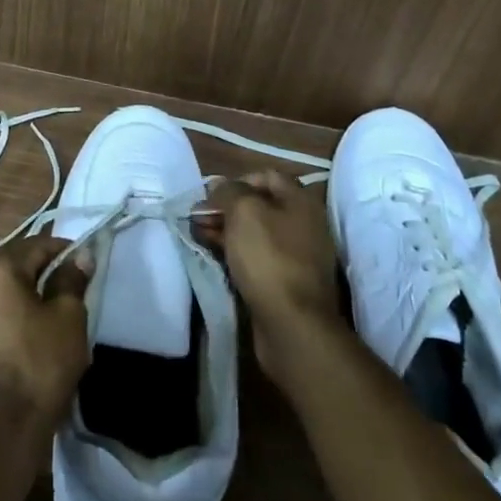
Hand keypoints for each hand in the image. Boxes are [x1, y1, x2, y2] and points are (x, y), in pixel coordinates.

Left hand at [0, 234, 91, 435]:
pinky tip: (17, 352)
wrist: (2, 432)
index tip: (82, 265)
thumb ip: (72, 280)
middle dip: (39, 279)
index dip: (63, 252)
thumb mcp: (69, 318)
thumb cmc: (41, 364)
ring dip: (16, 307)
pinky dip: (1, 332)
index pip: (36, 246)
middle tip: (66, 297)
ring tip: (41, 328)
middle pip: (12, 273)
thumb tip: (79, 257)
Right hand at [196, 171, 345, 389]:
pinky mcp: (286, 281)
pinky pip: (257, 257)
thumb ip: (229, 191)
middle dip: (226, 208)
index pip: (265, 176)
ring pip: (255, 233)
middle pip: (259, 205)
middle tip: (197, 218)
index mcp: (300, 201)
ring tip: (199, 235)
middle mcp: (303, 224)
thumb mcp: (244, 212)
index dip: (235, 181)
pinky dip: (235, 253)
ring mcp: (296, 255)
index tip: (209, 196)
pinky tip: (214, 256)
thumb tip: (220, 187)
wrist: (293, 324)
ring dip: (226, 231)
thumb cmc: (269, 257)